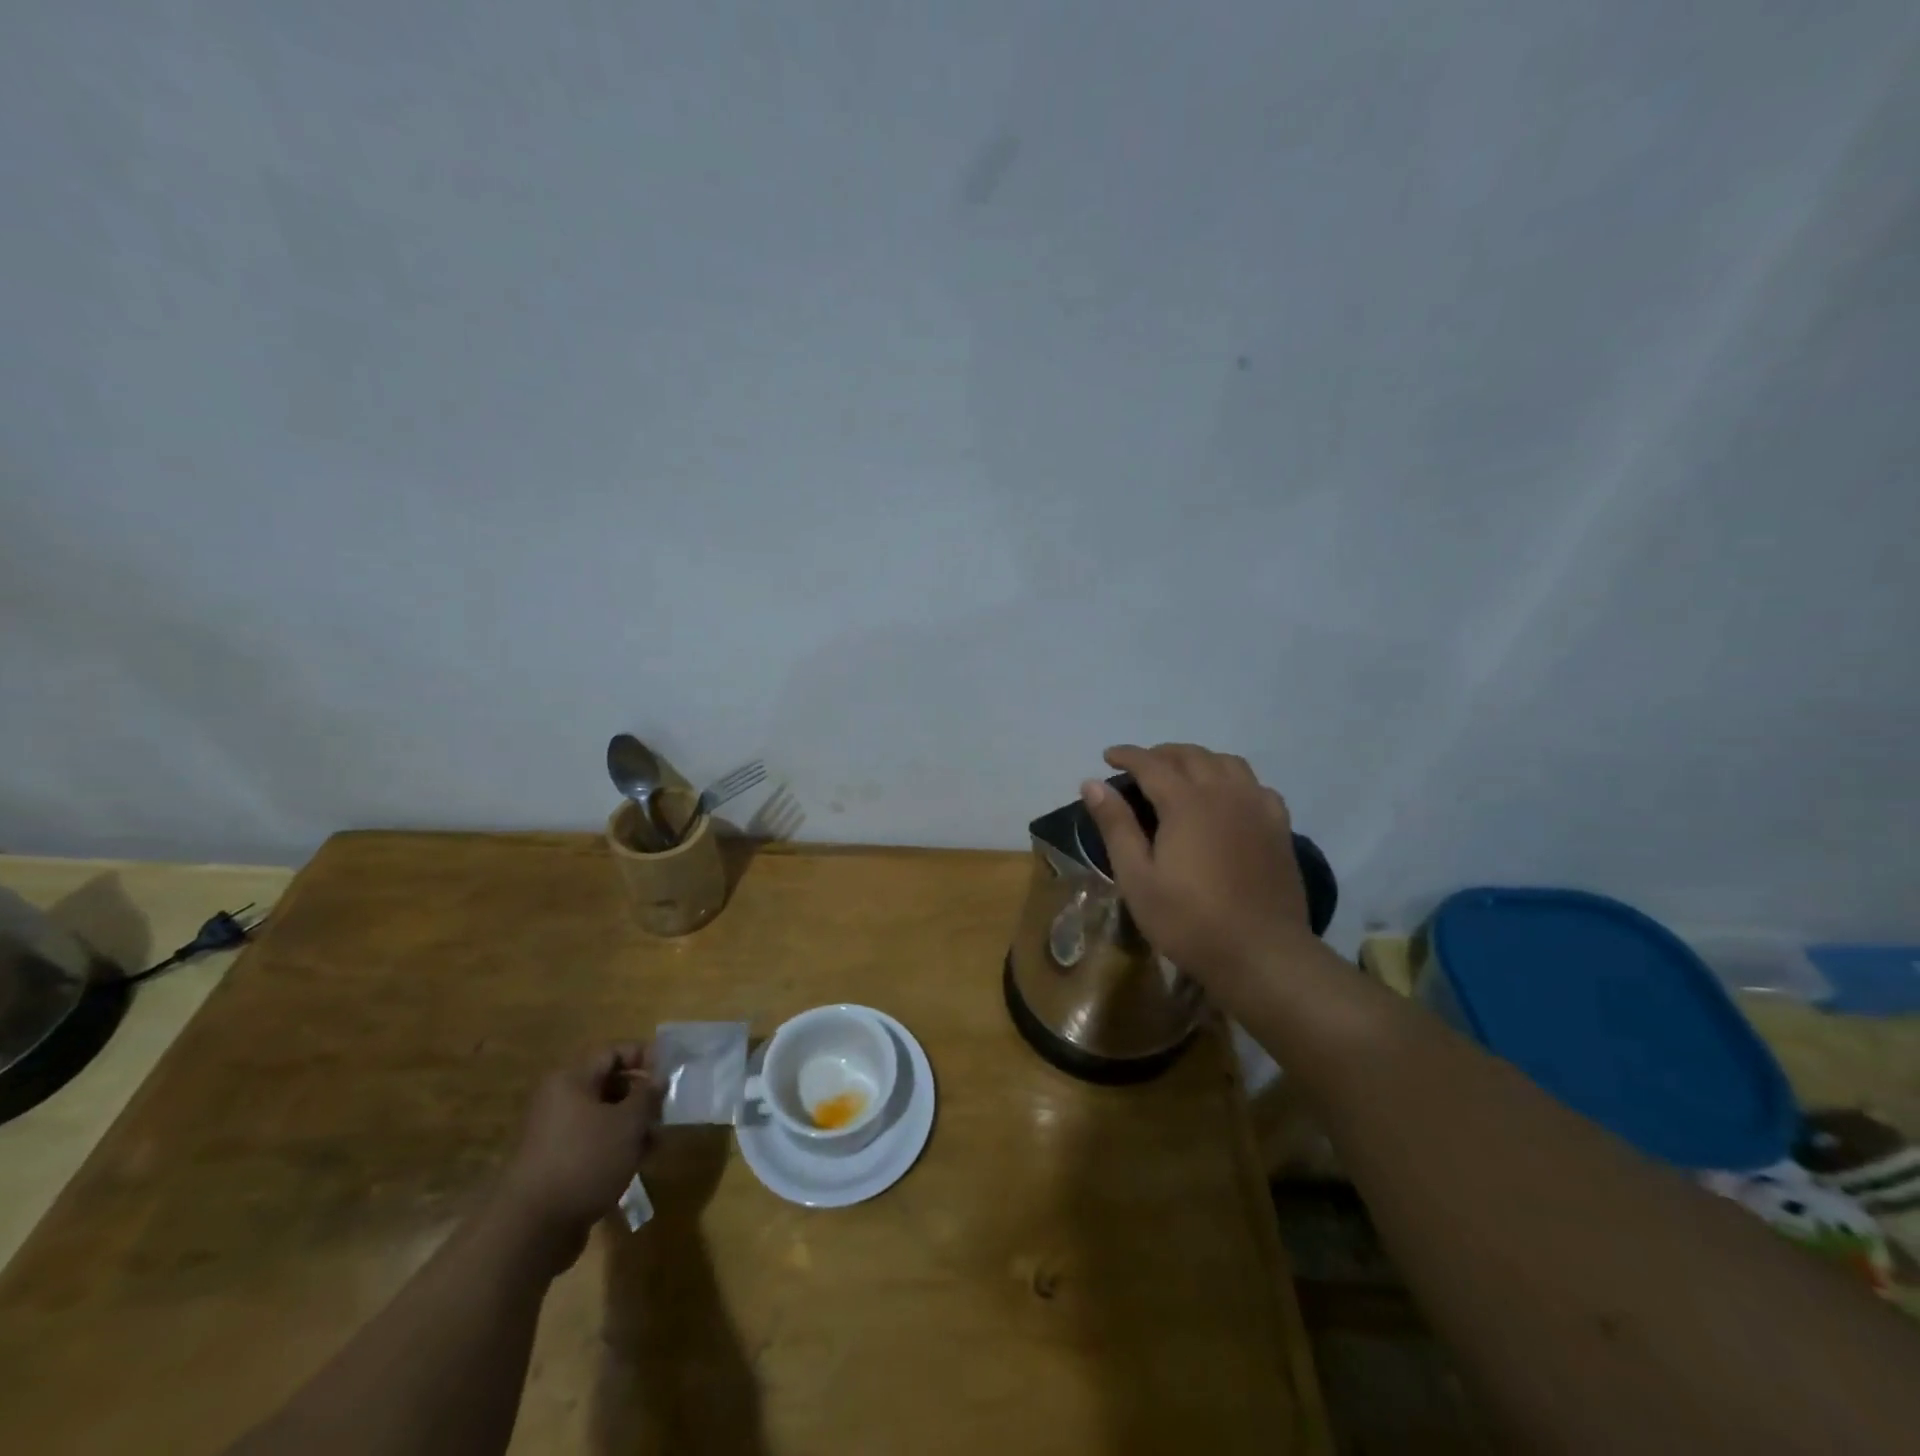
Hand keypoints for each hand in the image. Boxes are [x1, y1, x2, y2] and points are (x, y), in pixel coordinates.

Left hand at [496, 1044, 659, 1272]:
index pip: (612, 1052)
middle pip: (608, 1084)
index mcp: (570, 1081)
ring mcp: (555, 1135)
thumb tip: (657, 1078)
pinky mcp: (556, 1165)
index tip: (670, 1072)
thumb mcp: (628, 1123)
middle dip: (641, 1095)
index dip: (644, 1055)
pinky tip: (638, 1162)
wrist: (531, 1230)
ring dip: (632, 1124)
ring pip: (603, 1117)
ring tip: (657, 1141)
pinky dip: (616, 1147)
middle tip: (667, 1109)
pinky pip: (593, 1143)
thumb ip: (647, 1095)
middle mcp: (559, 1101)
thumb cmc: (584, 1160)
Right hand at [1081, 743, 1310, 988]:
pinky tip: (1227, 798)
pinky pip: (1255, 785)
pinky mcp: (1279, 827)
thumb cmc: (1189, 920)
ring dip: (1198, 760)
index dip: (1127, 755)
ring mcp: (1256, 807)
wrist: (1262, 954)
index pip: (1150, 763)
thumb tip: (1092, 783)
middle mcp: (1223, 793)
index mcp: (1185, 802)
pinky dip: (1234, 780)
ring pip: (1227, 763)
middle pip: (1190, 755)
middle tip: (1140, 767)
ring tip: (1181, 775)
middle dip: (1161, 754)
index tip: (1108, 756)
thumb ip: (1116, 826)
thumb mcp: (1137, 878)